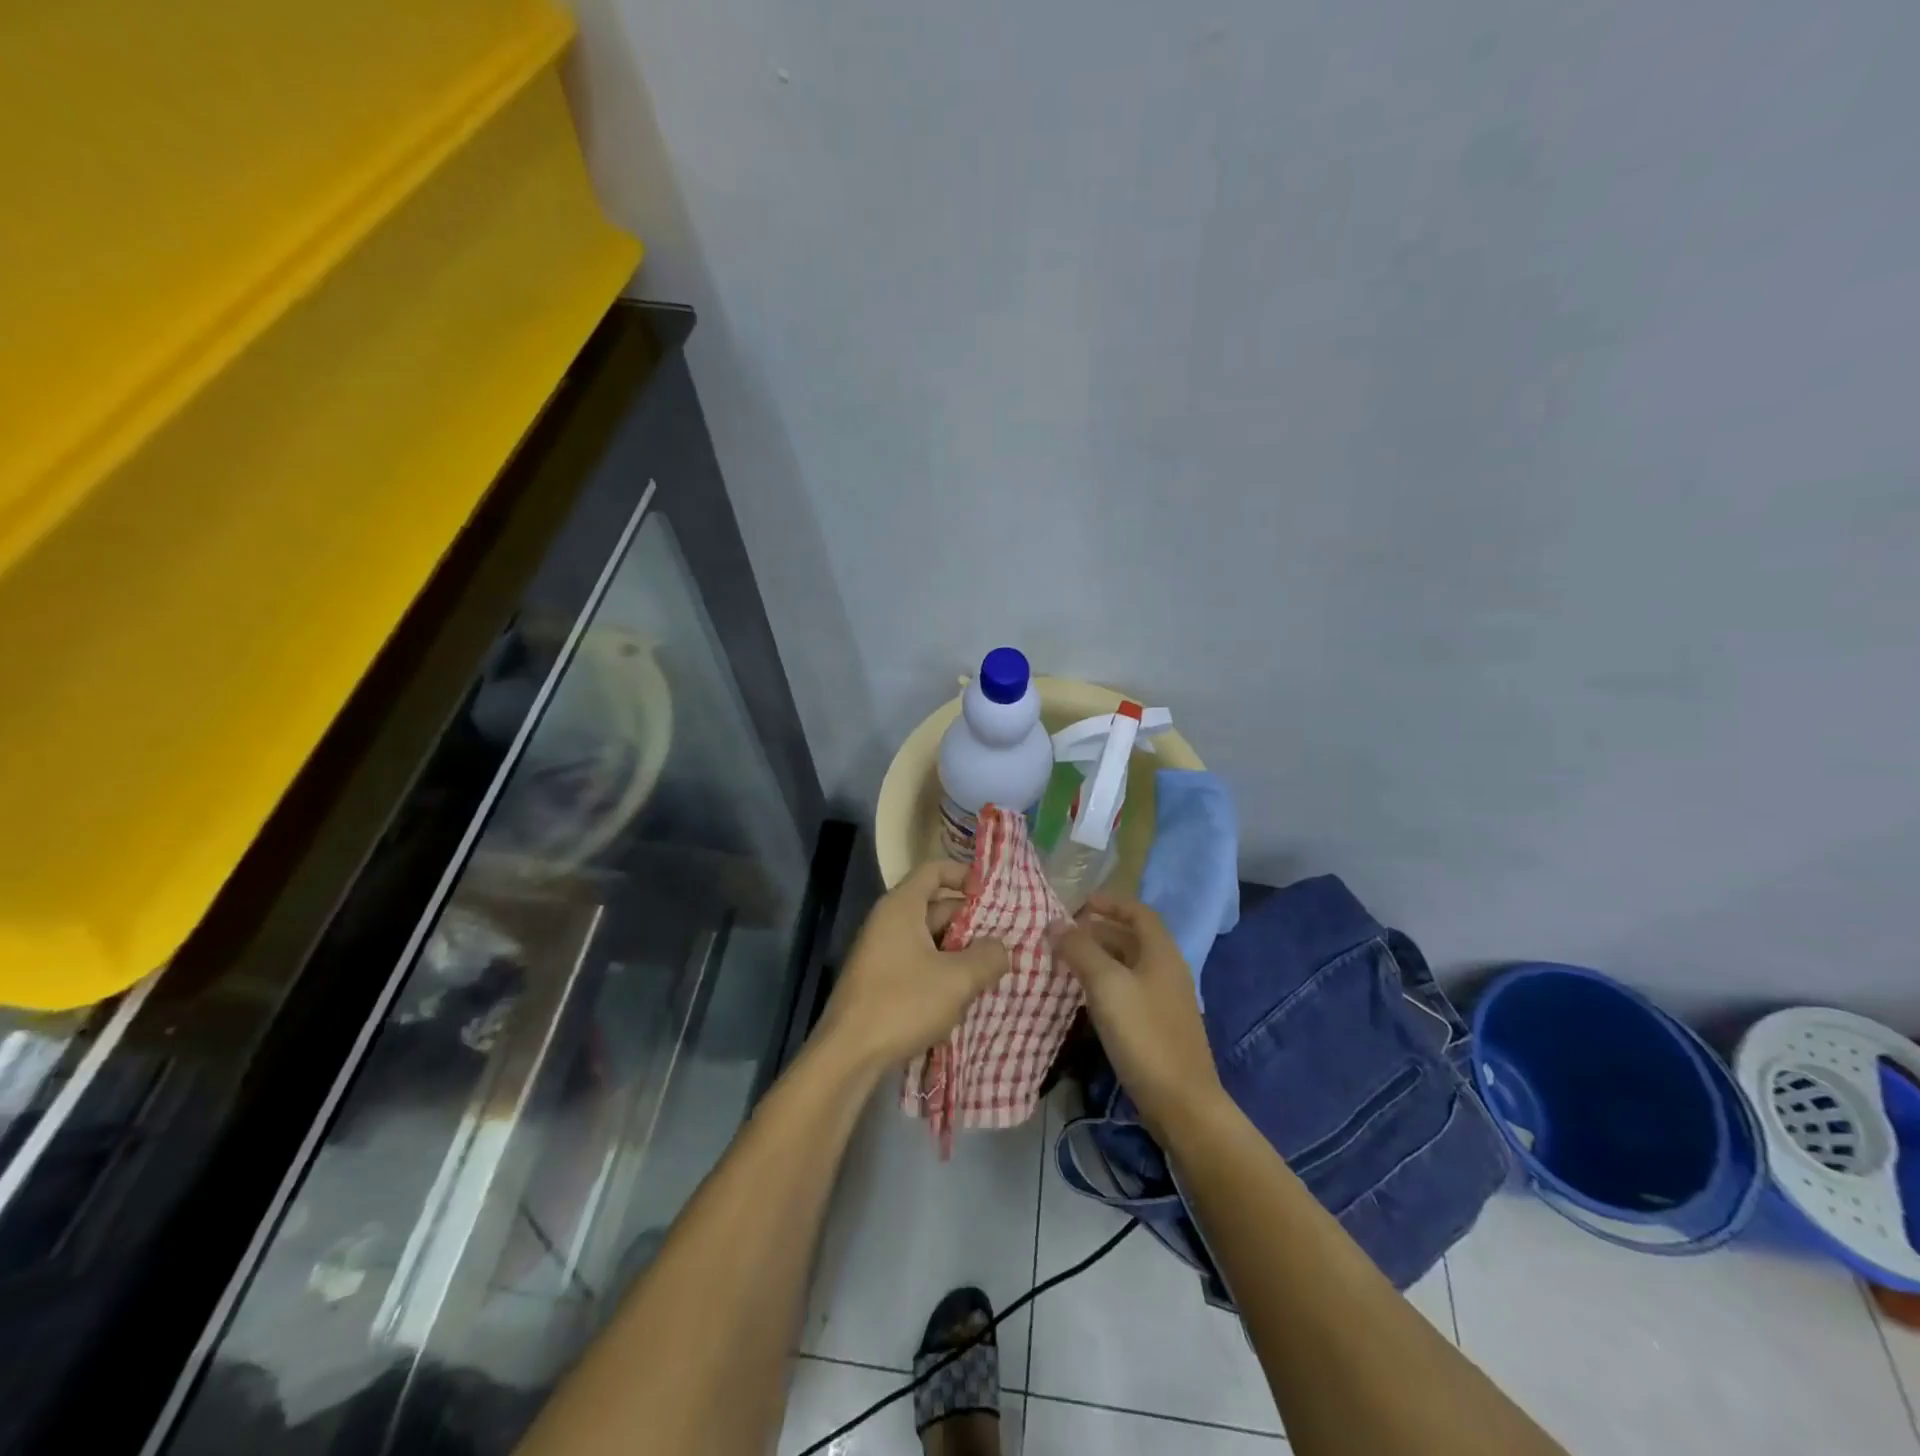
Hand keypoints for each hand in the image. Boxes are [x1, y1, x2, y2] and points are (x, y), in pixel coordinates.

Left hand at [817, 861, 1009, 1068]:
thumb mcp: (958, 979)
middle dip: (970, 922)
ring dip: (959, 951)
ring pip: (929, 939)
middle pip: (935, 905)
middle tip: (1004, 941)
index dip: (965, 875)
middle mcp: (888, 921)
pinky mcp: (880, 980)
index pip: (934, 870)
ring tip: (990, 971)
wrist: (848, 1055)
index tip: (993, 895)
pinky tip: (962, 996)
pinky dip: (941, 971)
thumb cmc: (903, 1003)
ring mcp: (882, 951)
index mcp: (901, 906)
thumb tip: (1001, 948)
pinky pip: (918, 962)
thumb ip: (988, 956)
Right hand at [1050, 894, 1225, 1138]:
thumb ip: (1080, 950)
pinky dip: (1104, 985)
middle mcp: (1166, 970)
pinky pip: (1128, 992)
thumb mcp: (1106, 985)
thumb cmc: (1144, 1034)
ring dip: (1098, 959)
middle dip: (1097, 932)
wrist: (1181, 1103)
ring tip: (1065, 964)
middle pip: (1131, 938)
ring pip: (1127, 967)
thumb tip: (1055, 924)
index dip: (1110, 903)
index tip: (1078, 904)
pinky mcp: (1158, 1027)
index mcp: (1161, 953)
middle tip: (1062, 937)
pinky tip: (1083, 999)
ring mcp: (1164, 1001)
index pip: (1138, 912)